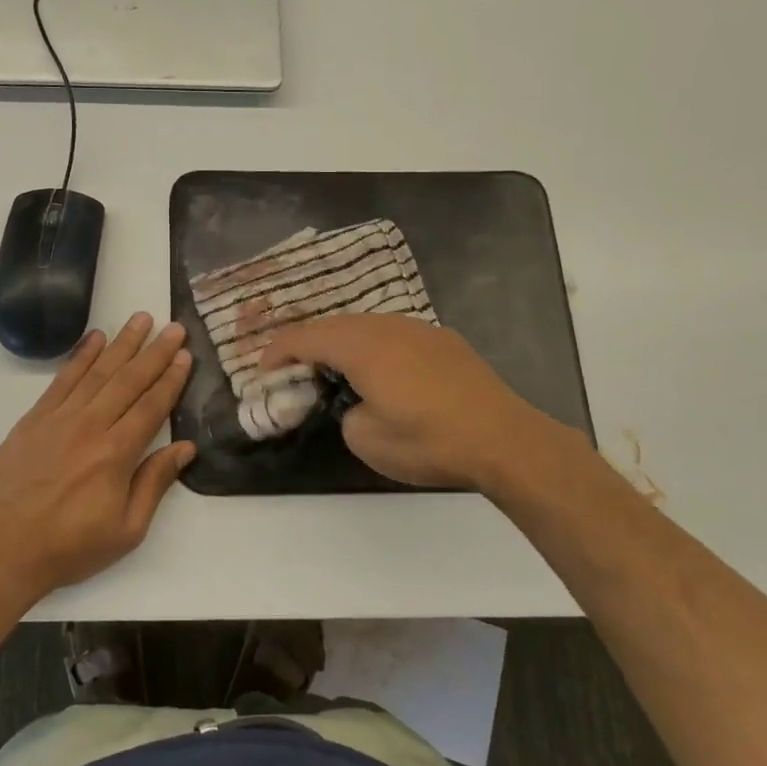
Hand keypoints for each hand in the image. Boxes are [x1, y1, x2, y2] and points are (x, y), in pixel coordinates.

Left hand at [0, 313, 196, 597]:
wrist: (2, 550)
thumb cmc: (70, 547)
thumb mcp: (126, 530)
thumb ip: (155, 483)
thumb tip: (185, 448)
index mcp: (116, 453)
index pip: (152, 406)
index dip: (171, 379)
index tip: (185, 355)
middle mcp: (91, 426)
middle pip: (129, 380)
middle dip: (155, 352)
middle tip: (174, 327)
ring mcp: (59, 418)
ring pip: (97, 372)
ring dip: (122, 343)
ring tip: (141, 319)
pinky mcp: (34, 419)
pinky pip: (62, 380)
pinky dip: (80, 357)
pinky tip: (95, 339)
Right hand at [256, 314, 587, 503]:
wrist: (504, 439)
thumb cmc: (429, 441)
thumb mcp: (367, 440)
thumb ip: (345, 414)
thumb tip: (356, 404)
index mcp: (361, 346)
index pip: (305, 337)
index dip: (277, 352)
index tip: (262, 371)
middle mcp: (386, 326)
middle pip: (333, 324)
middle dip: (306, 343)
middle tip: (292, 369)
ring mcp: (418, 329)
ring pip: (364, 324)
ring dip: (340, 342)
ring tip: (332, 367)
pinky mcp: (442, 340)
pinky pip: (392, 333)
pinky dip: (371, 345)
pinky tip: (380, 369)